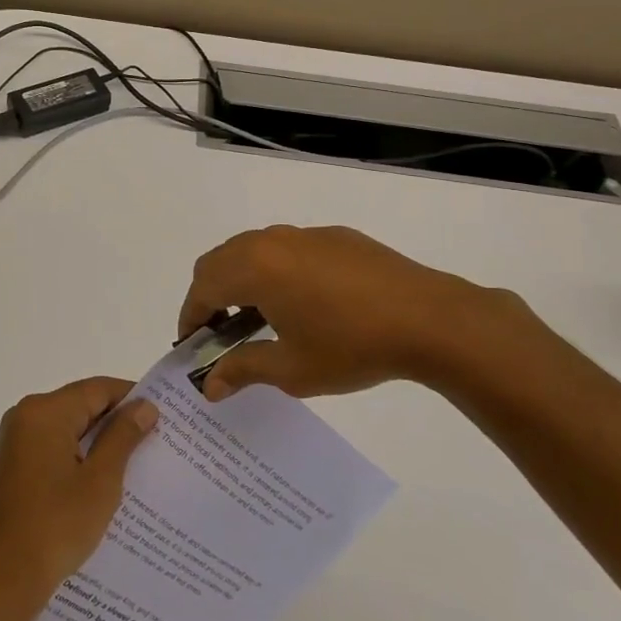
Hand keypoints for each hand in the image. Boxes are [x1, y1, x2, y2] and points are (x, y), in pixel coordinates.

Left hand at [0, 378, 159, 617]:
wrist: (0, 581)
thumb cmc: (56, 526)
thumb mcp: (101, 480)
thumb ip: (123, 437)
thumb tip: (144, 406)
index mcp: (44, 412)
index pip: (97, 389)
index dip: (132, 398)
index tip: (163, 416)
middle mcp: (23, 418)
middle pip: (79, 407)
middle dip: (115, 423)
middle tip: (155, 442)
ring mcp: (12, 445)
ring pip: (65, 431)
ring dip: (96, 445)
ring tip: (133, 466)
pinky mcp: (8, 471)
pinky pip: (49, 451)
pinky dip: (74, 460)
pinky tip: (98, 487)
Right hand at [179, 224, 548, 401]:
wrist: (430, 319)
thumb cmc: (351, 346)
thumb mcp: (291, 369)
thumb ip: (242, 370)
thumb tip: (209, 385)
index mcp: (254, 267)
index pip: (203, 286)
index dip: (190, 316)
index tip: (192, 344)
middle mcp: (272, 241)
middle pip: (221, 260)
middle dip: (210, 294)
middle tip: (219, 332)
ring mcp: (306, 235)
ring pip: (254, 249)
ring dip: (242, 279)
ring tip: (258, 318)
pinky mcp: (337, 237)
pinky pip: (288, 249)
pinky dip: (275, 271)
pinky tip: (302, 303)